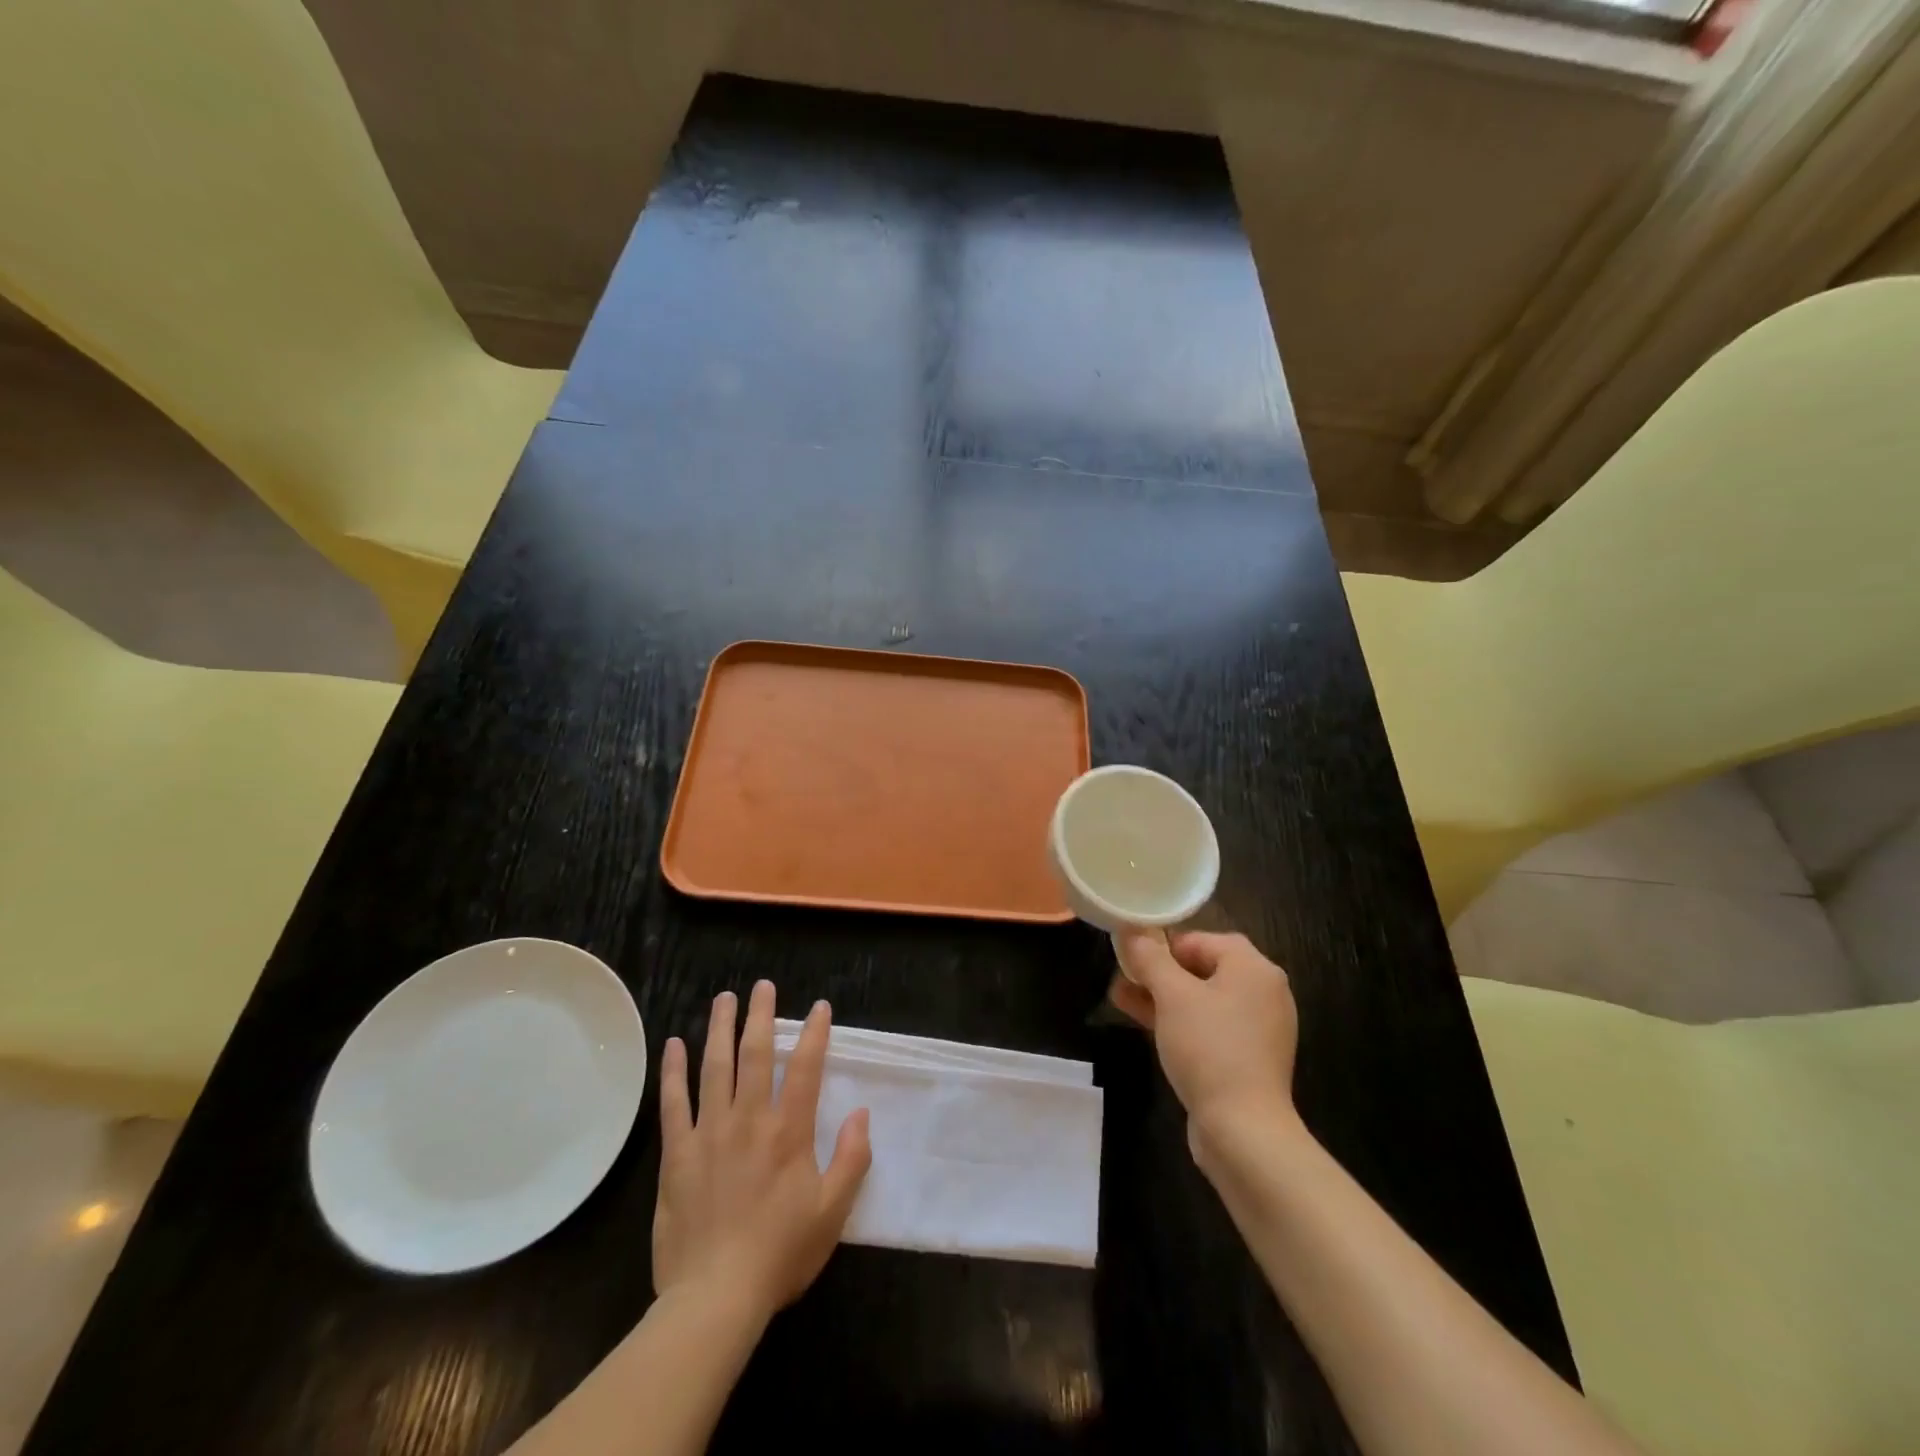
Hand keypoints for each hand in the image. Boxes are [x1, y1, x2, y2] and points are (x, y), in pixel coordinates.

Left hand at [653, 981, 871, 1326]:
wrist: (715, 1298)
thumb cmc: (780, 1254)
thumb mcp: (833, 1212)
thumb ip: (852, 1158)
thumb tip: (861, 1112)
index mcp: (789, 1131)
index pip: (806, 1068)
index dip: (815, 1034)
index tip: (819, 1007)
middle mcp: (750, 1119)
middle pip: (756, 1055)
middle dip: (761, 1016)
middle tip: (763, 986)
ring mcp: (709, 1133)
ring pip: (715, 1067)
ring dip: (720, 1029)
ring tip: (724, 999)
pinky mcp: (677, 1154)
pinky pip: (673, 1103)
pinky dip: (673, 1071)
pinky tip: (674, 1045)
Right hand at [1110, 931, 1299, 1156]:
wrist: (1243, 1130)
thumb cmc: (1209, 1048)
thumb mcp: (1172, 995)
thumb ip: (1149, 957)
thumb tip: (1132, 930)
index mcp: (1254, 969)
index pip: (1204, 939)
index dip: (1165, 943)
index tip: (1133, 955)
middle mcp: (1263, 993)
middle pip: (1204, 968)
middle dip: (1159, 971)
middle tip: (1123, 975)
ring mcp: (1257, 1029)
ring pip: (1202, 999)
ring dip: (1162, 996)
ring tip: (1121, 996)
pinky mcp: (1247, 1058)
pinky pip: (1208, 1027)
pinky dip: (1179, 1021)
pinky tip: (1143, 1023)